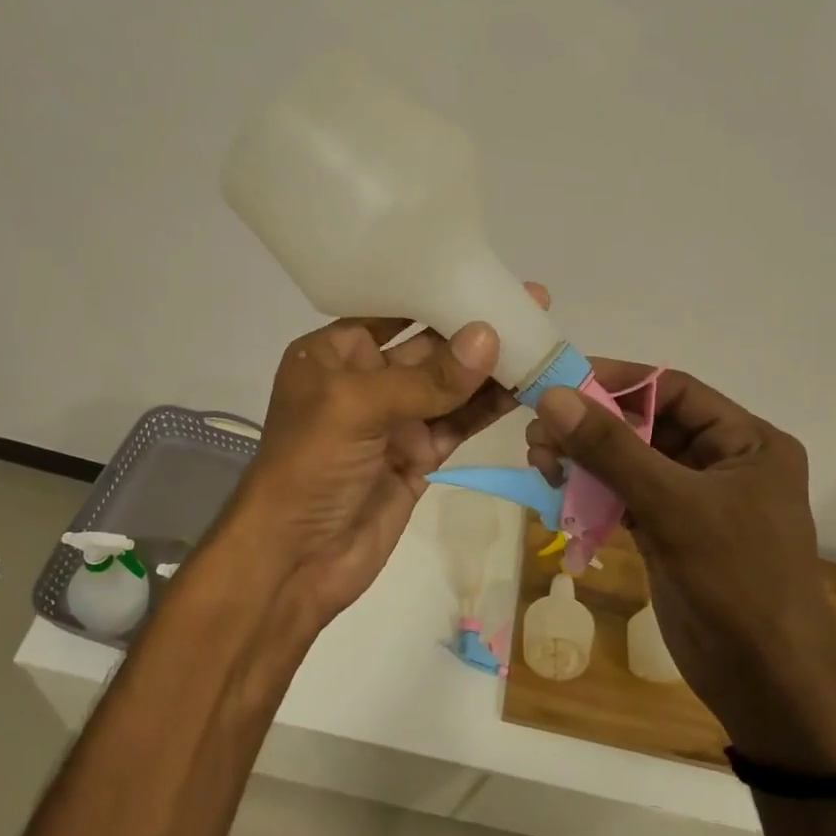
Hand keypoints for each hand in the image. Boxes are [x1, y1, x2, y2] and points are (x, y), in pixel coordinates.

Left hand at [229, 286, 550, 631]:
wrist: (294, 561)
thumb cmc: (309, 467)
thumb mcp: (357, 408)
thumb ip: (427, 377)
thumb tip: (489, 337)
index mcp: (334, 354)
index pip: (392, 310)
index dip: (439, 291)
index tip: (489, 274)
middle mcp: (365, 380)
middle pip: (429, 346)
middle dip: (476, 328)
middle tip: (531, 303)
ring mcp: (394, 420)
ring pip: (451, 386)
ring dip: (492, 368)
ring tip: (541, 340)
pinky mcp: (418, 456)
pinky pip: (459, 423)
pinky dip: (489, 408)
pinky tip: (525, 388)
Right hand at [526, 364, 835, 772]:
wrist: (768, 686)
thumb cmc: (737, 581)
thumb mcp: (673, 506)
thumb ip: (612, 449)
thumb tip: (553, 397)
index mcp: (746, 442)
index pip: (673, 390)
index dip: (616, 381)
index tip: (559, 382)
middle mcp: (722, 462)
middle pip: (646, 424)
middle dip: (592, 425)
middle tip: (539, 431)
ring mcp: (694, 501)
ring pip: (630, 462)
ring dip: (585, 459)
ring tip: (540, 462)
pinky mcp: (670, 533)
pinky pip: (624, 497)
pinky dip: (591, 494)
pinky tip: (557, 493)